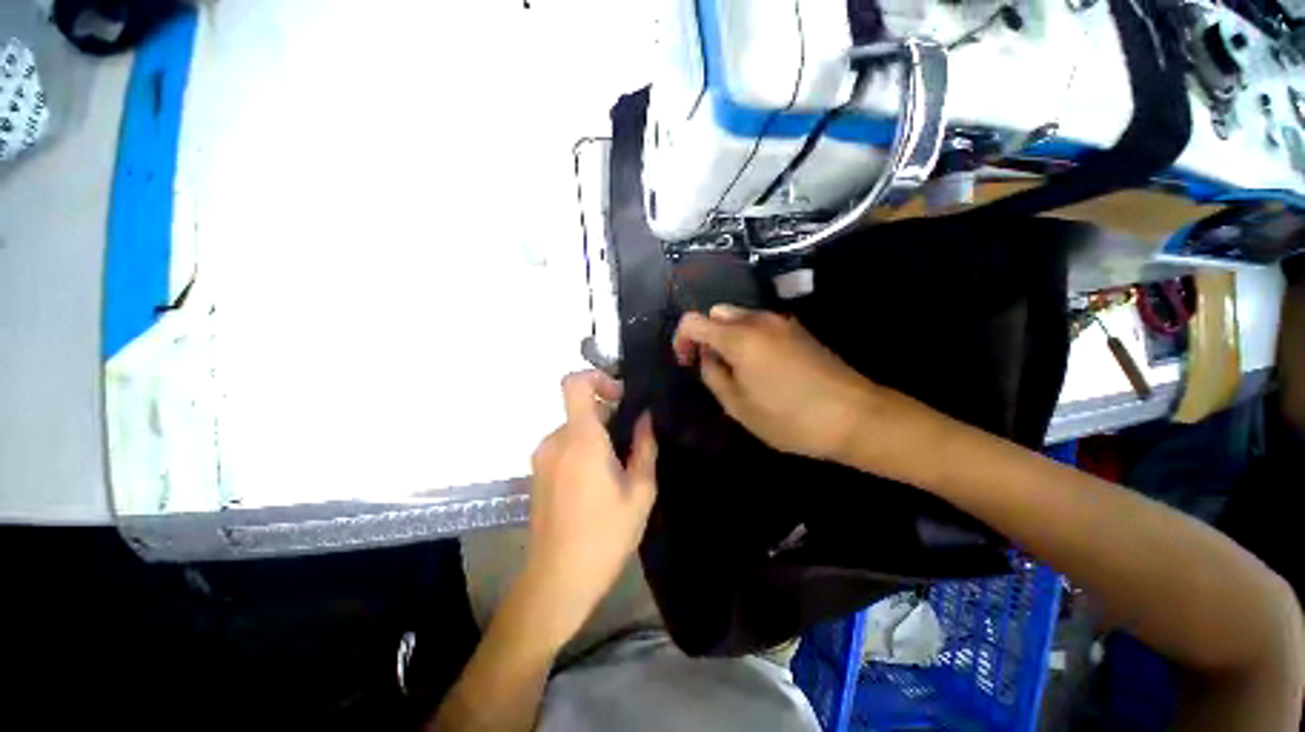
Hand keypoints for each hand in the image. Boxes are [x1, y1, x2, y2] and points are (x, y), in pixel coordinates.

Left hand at [523, 370, 657, 646]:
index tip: (621, 397)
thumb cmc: (605, 535)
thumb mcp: (640, 492)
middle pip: (581, 408)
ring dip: (597, 437)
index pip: (574, 383)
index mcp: (581, 439)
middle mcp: (555, 440)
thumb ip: (645, 447)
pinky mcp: (538, 472)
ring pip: (575, 429)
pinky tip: (598, 483)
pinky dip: (583, 450)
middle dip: (609, 417)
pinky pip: (564, 446)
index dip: (598, 377)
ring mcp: (542, 457)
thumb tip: (646, 419)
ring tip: (617, 470)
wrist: (557, 580)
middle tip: (631, 446)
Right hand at [673, 305, 877, 460]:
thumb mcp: (739, 406)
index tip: (686, 362)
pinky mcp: (798, 330)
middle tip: (711, 366)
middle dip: (706, 336)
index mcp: (739, 337)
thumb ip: (713, 376)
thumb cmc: (790, 418)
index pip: (693, 321)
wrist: (855, 416)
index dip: (681, 339)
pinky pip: (760, 325)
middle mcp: (758, 320)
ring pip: (739, 317)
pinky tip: (760, 367)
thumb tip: (706, 358)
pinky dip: (748, 338)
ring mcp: (781, 322)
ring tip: (736, 370)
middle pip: (717, 313)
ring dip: (728, 337)